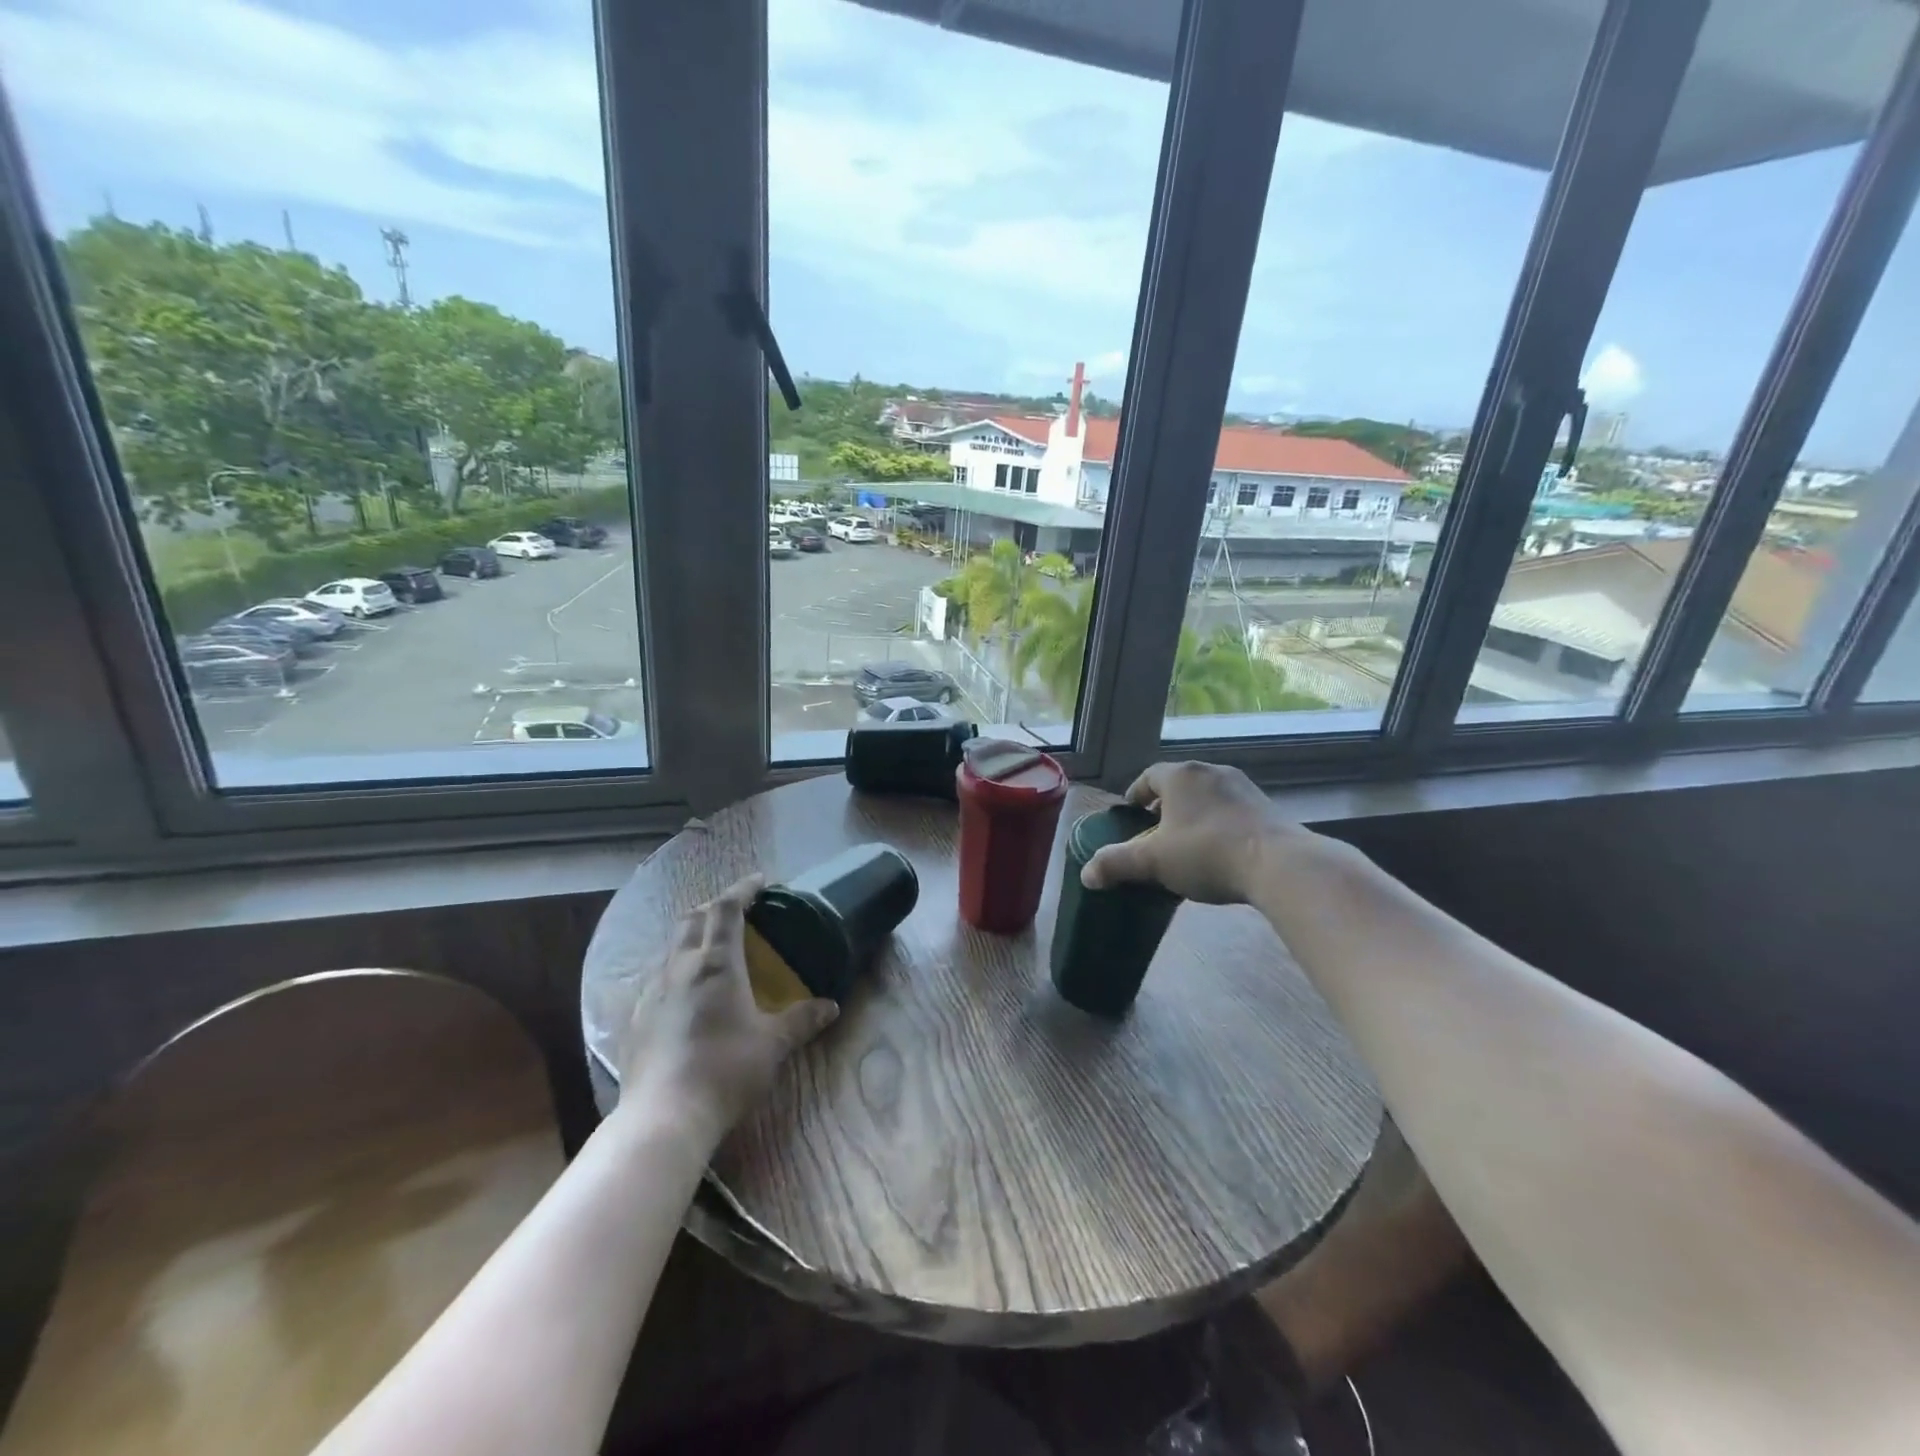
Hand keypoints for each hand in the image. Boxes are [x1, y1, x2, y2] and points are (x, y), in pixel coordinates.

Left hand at [617, 873, 837, 1146]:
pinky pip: (657, 976)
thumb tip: (831, 1007)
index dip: (743, 889)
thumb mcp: (774, 1044)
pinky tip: (685, 990)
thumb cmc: (727, 1069)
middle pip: (693, 918)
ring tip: (711, 946)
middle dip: (715, 906)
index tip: (760, 881)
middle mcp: (681, 966)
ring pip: (671, 945)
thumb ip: (802, 1020)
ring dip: (693, 934)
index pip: (727, 909)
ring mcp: (652, 991)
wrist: (664, 1116)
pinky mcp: (635, 1017)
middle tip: (737, 910)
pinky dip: (676, 967)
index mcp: (717, 963)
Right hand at [1080, 760, 1302, 903]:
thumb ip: (1116, 863)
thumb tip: (1086, 874)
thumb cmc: (1206, 853)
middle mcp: (1211, 771)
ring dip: (1193, 814)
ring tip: (1186, 844)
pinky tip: (1219, 851)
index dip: (1135, 796)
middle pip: (1178, 784)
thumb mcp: (1153, 862)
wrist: (1279, 865)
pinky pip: (1232, 810)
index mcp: (1180, 775)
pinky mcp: (1267, 807)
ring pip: (1207, 796)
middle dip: (1164, 806)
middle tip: (1154, 832)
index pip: (1148, 777)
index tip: (1130, 815)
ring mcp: (1243, 787)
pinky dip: (1219, 824)